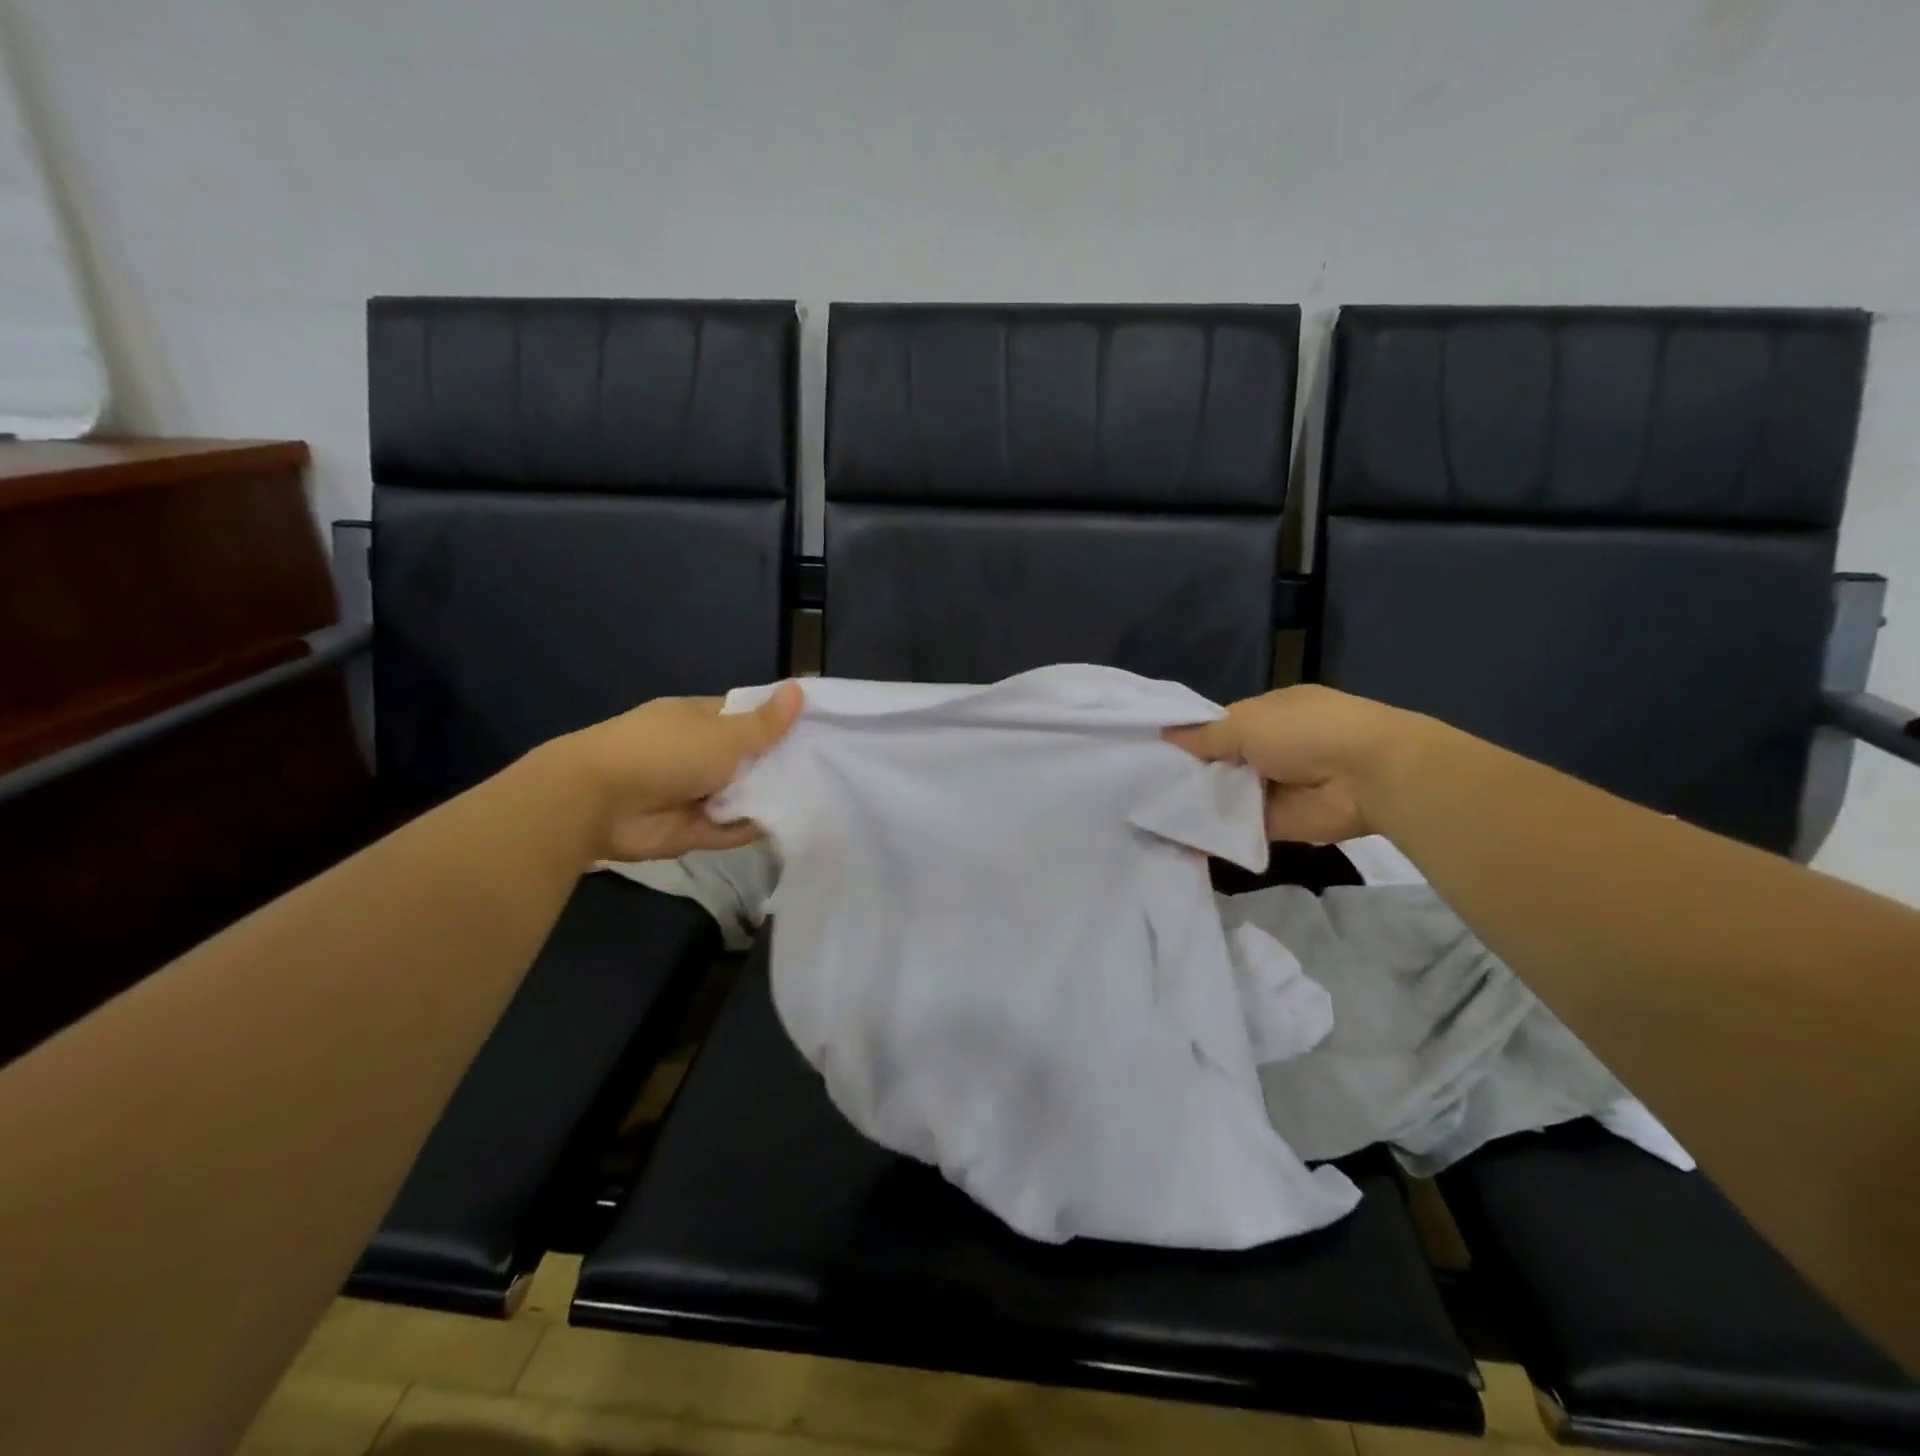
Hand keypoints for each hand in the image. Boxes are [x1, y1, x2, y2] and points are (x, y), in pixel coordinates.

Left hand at [558, 683, 803, 862]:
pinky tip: (788, 826)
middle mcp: (699, 754)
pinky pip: (730, 828)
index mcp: (701, 720)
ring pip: (742, 796)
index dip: (780, 723)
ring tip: (817, 799)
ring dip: (768, 799)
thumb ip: (765, 723)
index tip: (818, 731)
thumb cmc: (666, 752)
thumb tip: (800, 688)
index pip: (748, 717)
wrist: (600, 802)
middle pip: (749, 759)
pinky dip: (751, 828)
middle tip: (828, 771)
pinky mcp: (692, 829)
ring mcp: (694, 793)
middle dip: (780, 766)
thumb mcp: (724, 734)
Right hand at [1165, 684, 1413, 843]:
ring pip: (1224, 796)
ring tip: (1148, 812)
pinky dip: (1211, 833)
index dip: (1187, 738)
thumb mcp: (1246, 722)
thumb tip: (1164, 735)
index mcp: (1266, 715)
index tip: (1150, 751)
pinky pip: (1235, 828)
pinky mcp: (1274, 824)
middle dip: (1187, 773)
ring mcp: (1272, 788)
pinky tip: (1174, 837)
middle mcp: (1268, 750)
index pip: (1216, 727)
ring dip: (1196, 803)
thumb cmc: (1305, 733)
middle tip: (1141, 786)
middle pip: (1217, 763)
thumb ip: (1203, 735)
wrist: (1367, 777)